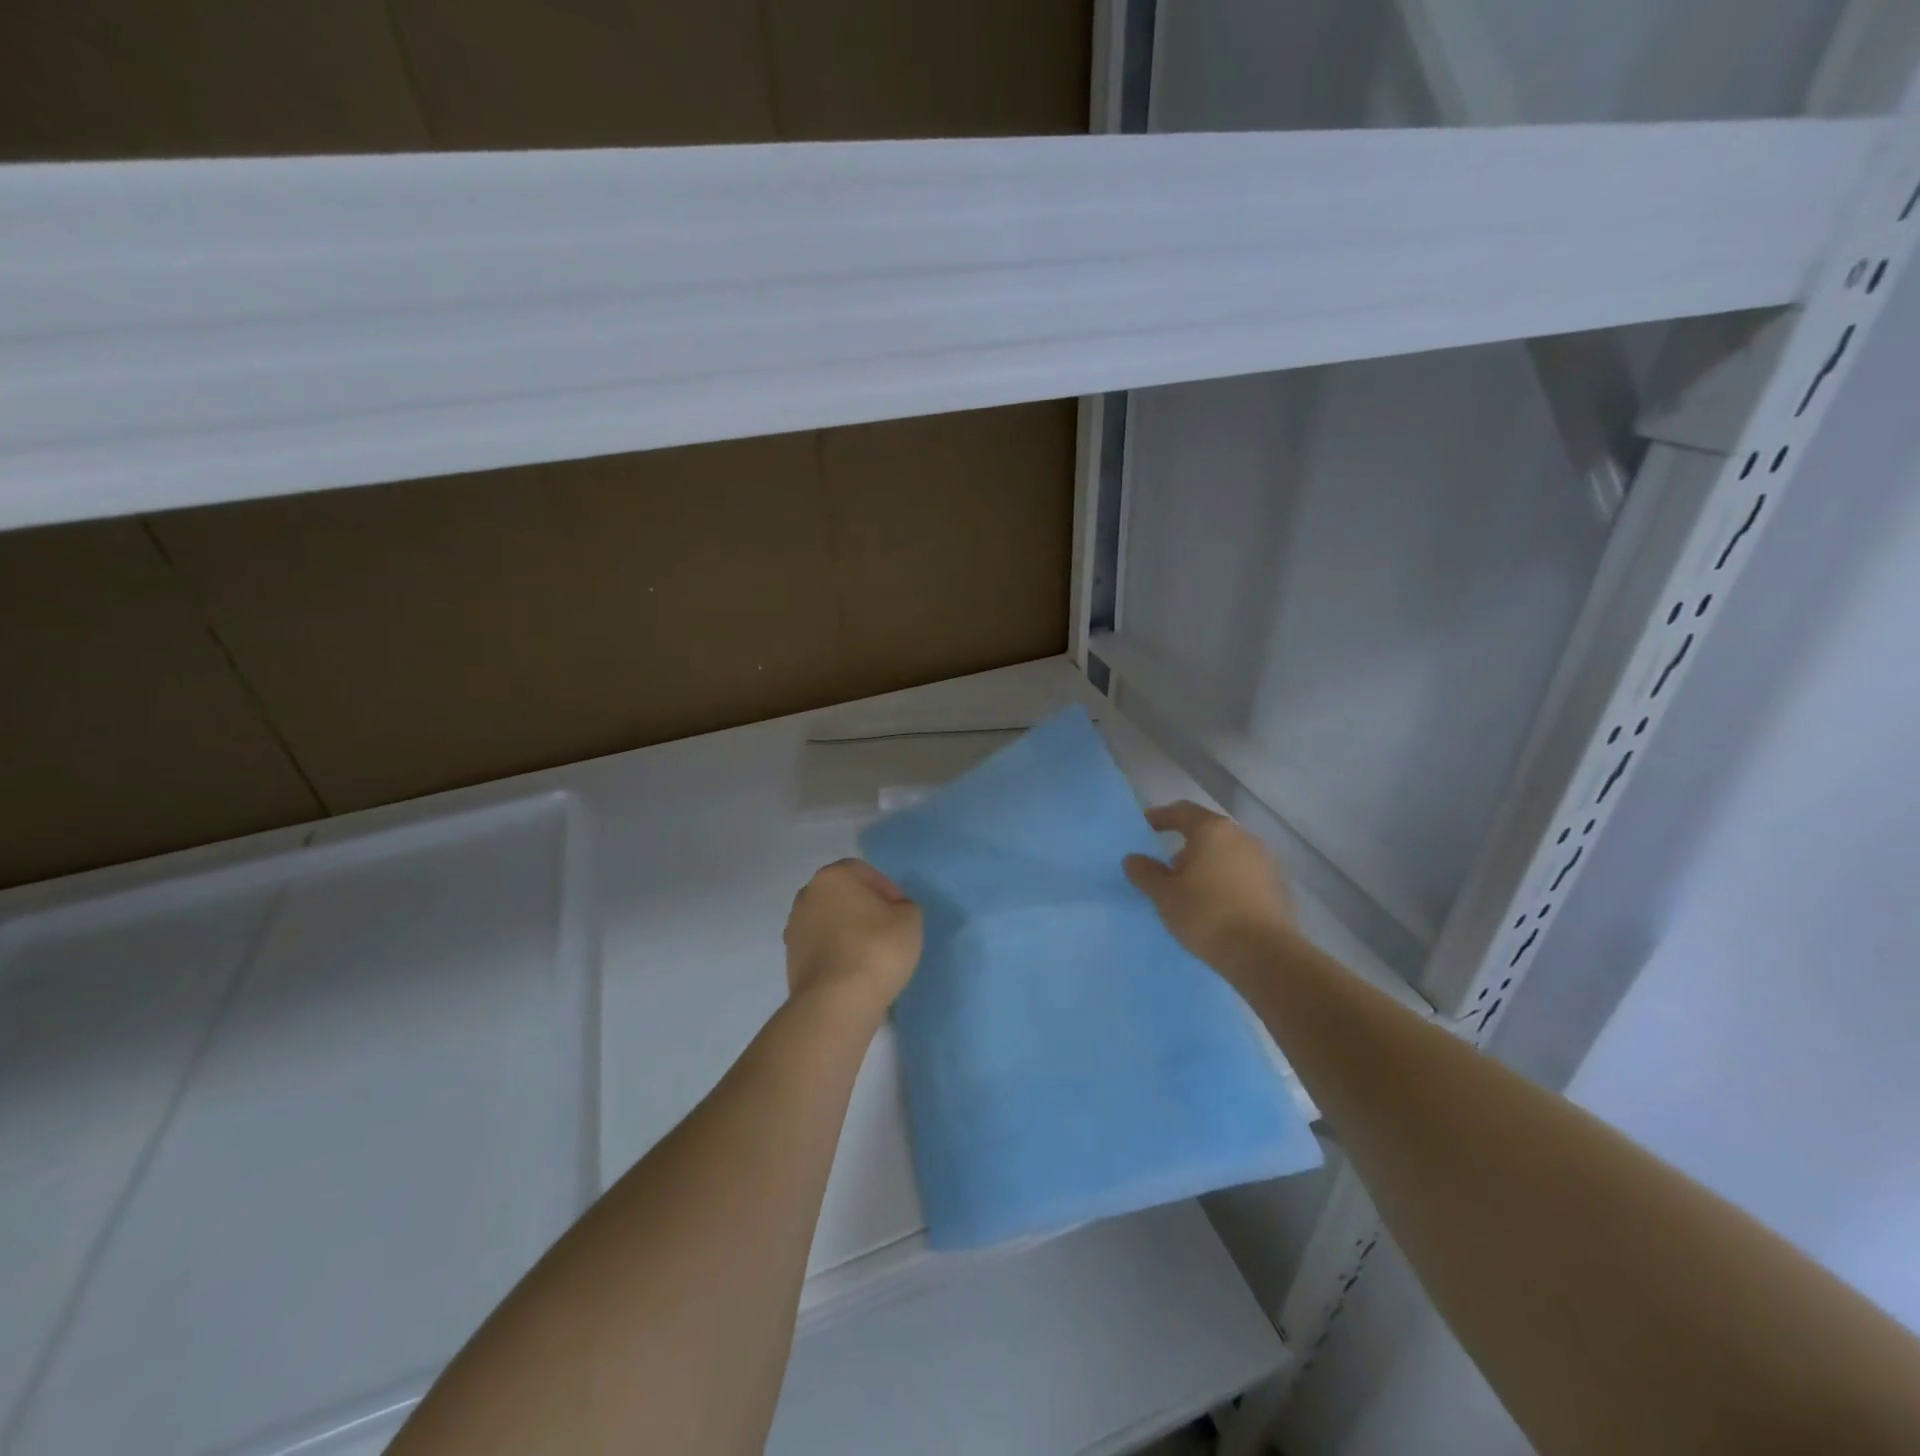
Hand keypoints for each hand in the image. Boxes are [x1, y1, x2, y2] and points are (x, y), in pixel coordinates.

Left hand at [783, 859, 922, 1014]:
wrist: (835, 1002)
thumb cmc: (877, 949)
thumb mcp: (910, 920)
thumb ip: (905, 907)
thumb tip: (894, 912)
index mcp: (834, 876)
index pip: (865, 872)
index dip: (887, 890)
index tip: (900, 913)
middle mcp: (807, 894)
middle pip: (843, 894)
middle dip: (863, 908)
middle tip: (887, 931)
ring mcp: (794, 926)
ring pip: (829, 920)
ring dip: (847, 931)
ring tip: (869, 955)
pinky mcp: (790, 957)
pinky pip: (820, 946)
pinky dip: (835, 952)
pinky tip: (852, 971)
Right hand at [1123, 801, 1294, 967]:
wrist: (1265, 955)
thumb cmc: (1207, 915)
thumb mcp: (1164, 895)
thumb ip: (1145, 873)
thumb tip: (1133, 858)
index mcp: (1212, 831)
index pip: (1182, 811)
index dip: (1161, 816)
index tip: (1146, 824)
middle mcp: (1241, 837)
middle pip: (1207, 831)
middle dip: (1185, 844)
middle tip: (1166, 865)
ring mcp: (1264, 861)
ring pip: (1227, 852)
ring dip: (1207, 863)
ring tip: (1190, 888)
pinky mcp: (1277, 886)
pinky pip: (1243, 872)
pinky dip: (1225, 879)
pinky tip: (1216, 903)